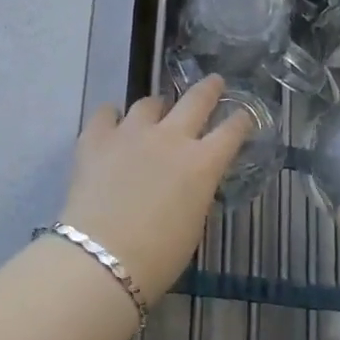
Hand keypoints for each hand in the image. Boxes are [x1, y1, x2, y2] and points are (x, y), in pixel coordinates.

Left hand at [60, 76, 253, 303]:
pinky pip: (106, 113)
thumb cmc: (158, 256)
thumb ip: (195, 191)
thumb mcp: (193, 223)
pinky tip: (112, 123)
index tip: (243, 115)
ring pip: (148, 103)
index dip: (240, 121)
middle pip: (195, 100)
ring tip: (155, 111)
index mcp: (202, 164)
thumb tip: (188, 180)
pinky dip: (112, 117)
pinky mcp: (96, 137)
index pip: (231, 132)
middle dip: (208, 89)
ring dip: (156, 107)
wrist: (102, 257)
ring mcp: (131, 132)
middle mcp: (170, 138)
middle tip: (214, 82)